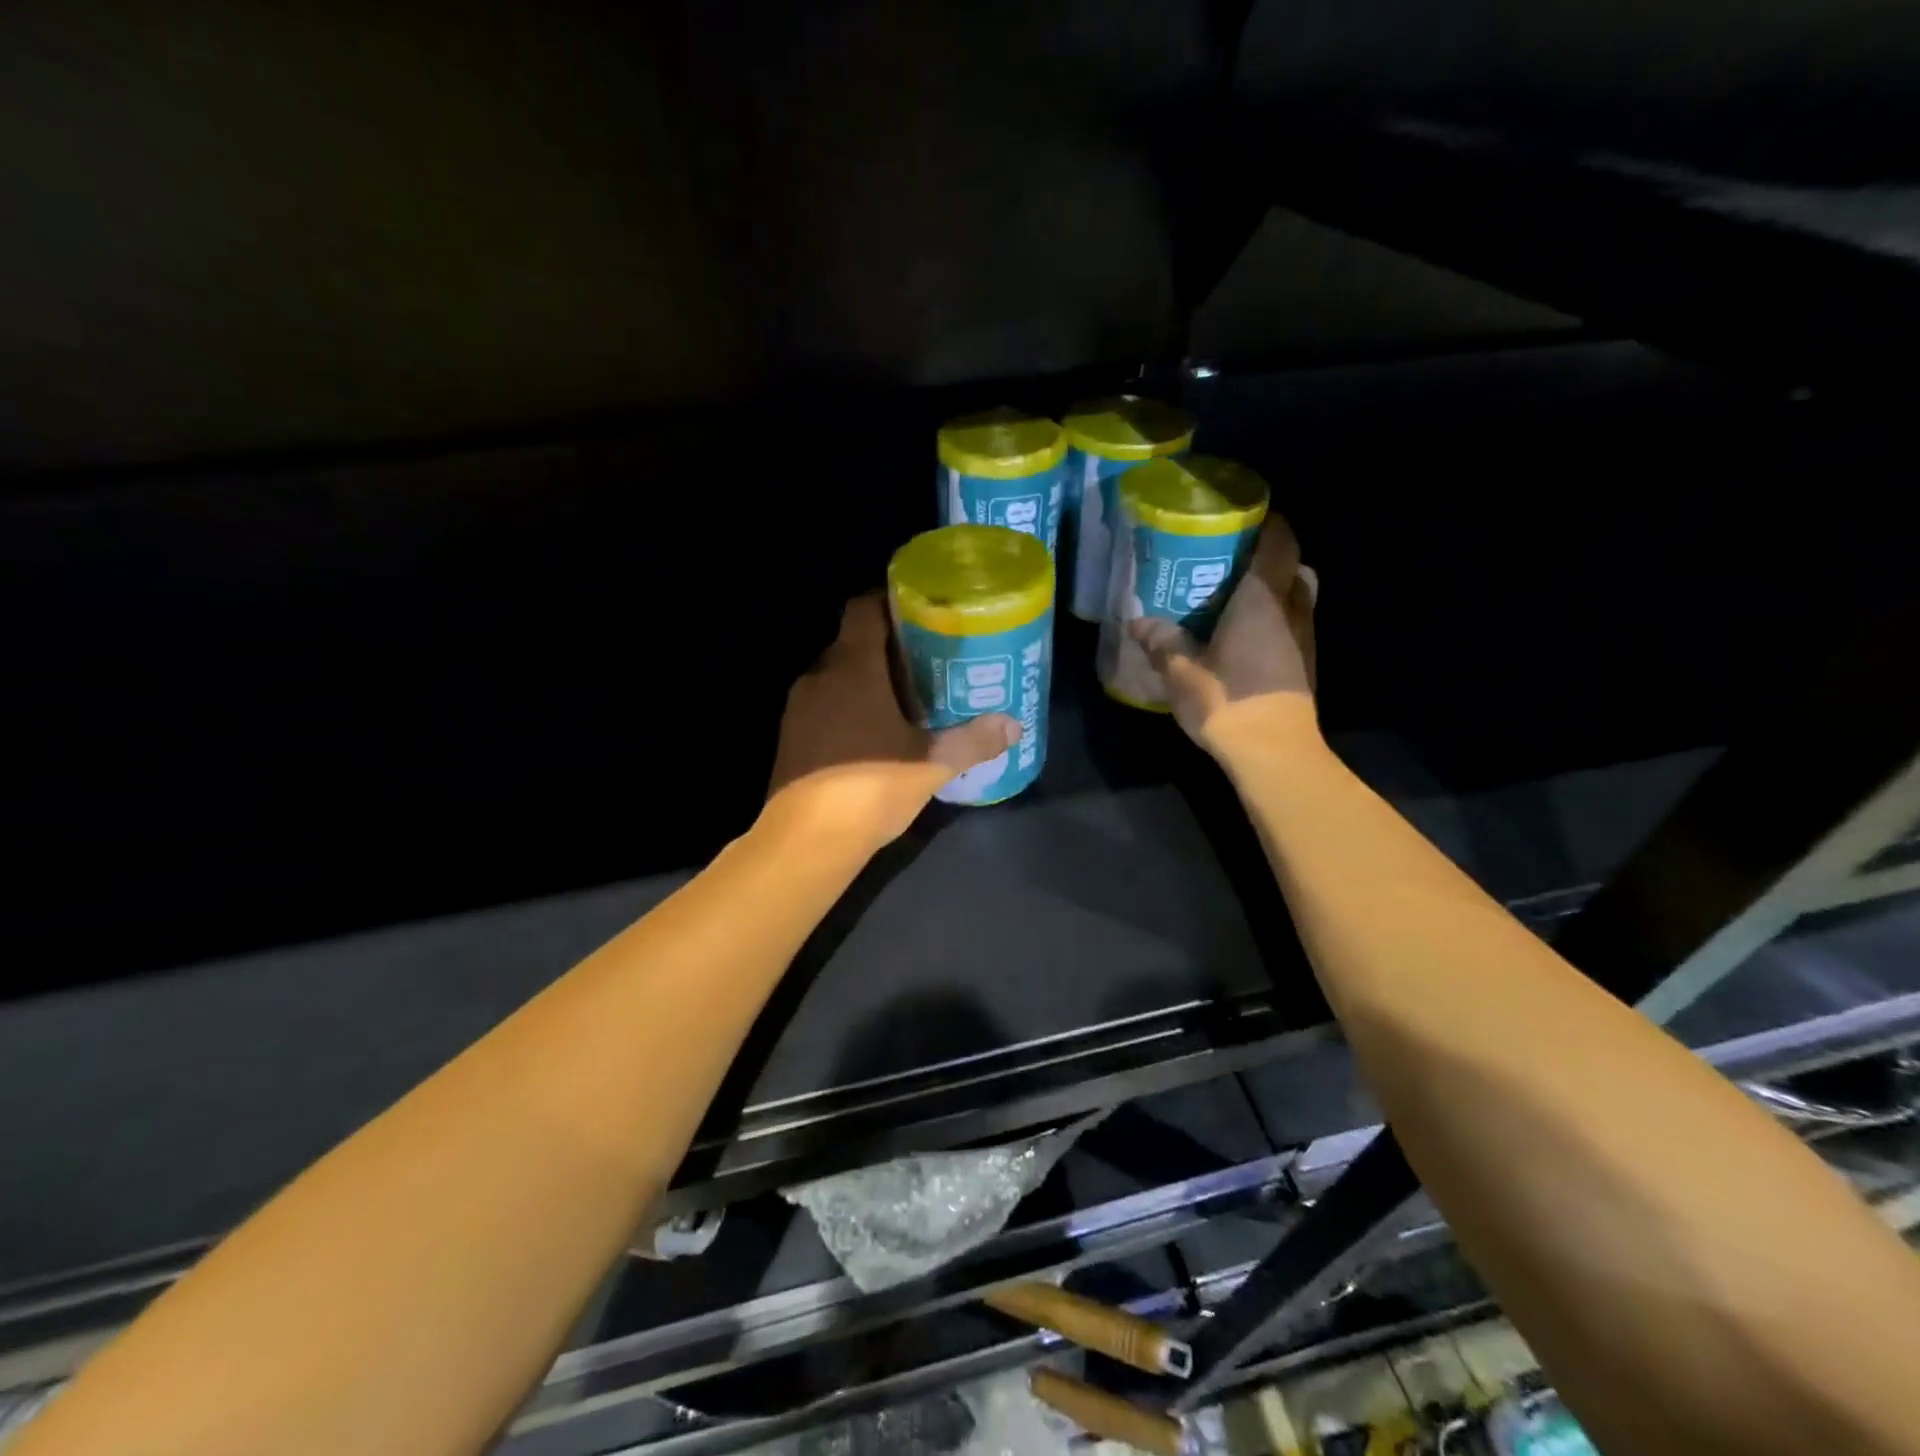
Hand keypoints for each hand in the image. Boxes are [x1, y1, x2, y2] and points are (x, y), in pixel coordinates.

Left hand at [766, 593, 1019, 847]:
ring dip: (868, 680)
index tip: (921, 611)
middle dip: (889, 647)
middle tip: (929, 660)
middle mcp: (818, 677)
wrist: (805, 842)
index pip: (864, 609)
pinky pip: (824, 705)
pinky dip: (848, 707)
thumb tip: (1013, 725)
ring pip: (837, 677)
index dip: (890, 601)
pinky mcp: (790, 738)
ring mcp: (798, 709)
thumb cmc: (871, 787)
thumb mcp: (932, 765)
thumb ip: (973, 740)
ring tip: (907, 697)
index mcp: (852, 668)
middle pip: (853, 643)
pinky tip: (876, 734)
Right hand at [1128, 515, 1316, 757]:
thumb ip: (1161, 641)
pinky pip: (1294, 628)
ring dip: (1275, 593)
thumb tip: (1137, 621)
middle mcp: (1292, 610)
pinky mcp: (1305, 666)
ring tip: (1236, 602)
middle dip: (1271, 560)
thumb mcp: (1181, 670)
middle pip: (1295, 569)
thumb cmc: (1227, 700)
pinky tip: (1245, 640)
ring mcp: (1304, 640)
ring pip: (1298, 599)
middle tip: (1234, 565)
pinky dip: (1276, 623)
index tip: (1245, 520)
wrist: (1272, 752)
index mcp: (1262, 598)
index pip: (1280, 542)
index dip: (1268, 524)